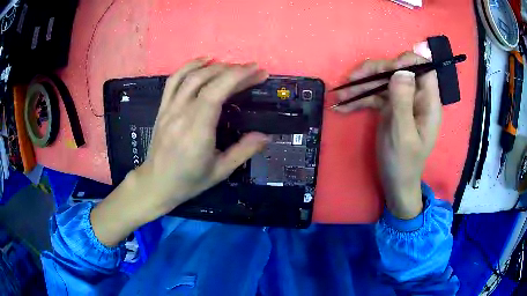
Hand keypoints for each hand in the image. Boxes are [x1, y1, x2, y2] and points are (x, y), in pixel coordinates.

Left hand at [91, 59, 269, 245]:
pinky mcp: (162, 108)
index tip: (257, 71)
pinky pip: (173, 81)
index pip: (217, 92)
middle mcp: (181, 114)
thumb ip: (243, 152)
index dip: (238, 77)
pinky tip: (203, 61)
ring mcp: (169, 109)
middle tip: (252, 70)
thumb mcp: (220, 172)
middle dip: (233, 70)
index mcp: (197, 131)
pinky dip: (189, 66)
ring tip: (232, 65)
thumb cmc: (188, 181)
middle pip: (206, 80)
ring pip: (190, 77)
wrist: (156, 183)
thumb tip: (266, 136)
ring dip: (213, 66)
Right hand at [334, 52, 441, 218]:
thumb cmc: (404, 163)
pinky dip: (358, 99)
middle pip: (398, 71)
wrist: (396, 183)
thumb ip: (403, 101)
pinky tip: (342, 106)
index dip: (407, 62)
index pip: (423, 69)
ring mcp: (402, 101)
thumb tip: (401, 70)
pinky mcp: (389, 108)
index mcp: (428, 102)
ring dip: (361, 85)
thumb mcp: (403, 134)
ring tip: (340, 93)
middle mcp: (416, 96)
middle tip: (352, 79)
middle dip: (375, 72)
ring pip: (383, 81)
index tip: (388, 70)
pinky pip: (374, 96)